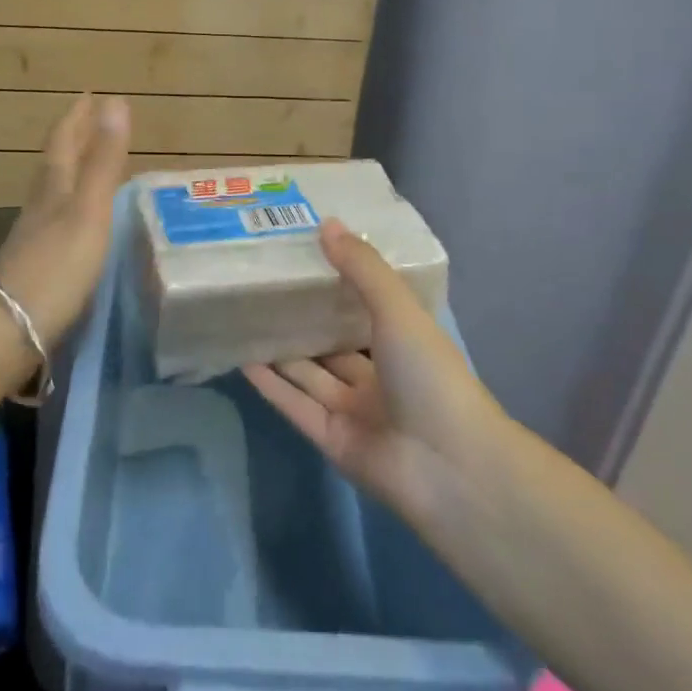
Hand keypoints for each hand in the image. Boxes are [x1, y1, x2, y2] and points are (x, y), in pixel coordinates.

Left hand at [0, 94, 130, 346]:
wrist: (9, 332)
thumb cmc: (56, 268)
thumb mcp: (89, 212)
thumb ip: (103, 161)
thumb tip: (114, 101)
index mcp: (54, 190)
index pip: (64, 142)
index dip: (77, 117)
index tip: (89, 94)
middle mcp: (39, 208)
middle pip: (55, 164)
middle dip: (72, 139)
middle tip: (89, 120)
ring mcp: (33, 239)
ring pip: (51, 192)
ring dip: (69, 171)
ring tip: (86, 164)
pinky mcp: (33, 266)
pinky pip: (53, 221)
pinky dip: (68, 207)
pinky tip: (74, 222)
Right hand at [244, 219, 504, 522]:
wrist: (448, 467)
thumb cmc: (430, 375)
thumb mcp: (397, 309)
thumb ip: (361, 268)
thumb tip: (326, 223)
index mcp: (402, 342)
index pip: (364, 306)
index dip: (337, 282)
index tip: (303, 254)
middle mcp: (377, 375)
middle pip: (332, 342)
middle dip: (302, 317)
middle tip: (262, 284)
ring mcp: (353, 410)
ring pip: (309, 373)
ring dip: (281, 349)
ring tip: (245, 317)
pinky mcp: (331, 439)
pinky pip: (295, 405)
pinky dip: (271, 385)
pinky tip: (243, 360)